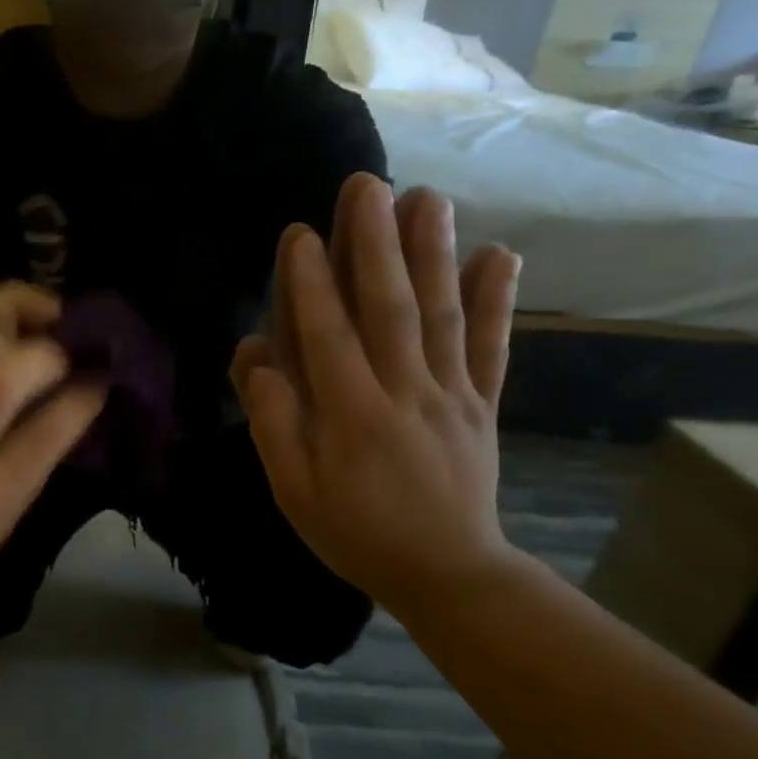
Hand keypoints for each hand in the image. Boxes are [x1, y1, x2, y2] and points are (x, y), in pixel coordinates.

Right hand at [230, 175, 523, 612]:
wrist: (448, 574)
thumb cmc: (355, 532)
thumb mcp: (294, 490)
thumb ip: (274, 422)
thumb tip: (256, 357)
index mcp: (352, 416)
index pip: (328, 337)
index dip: (311, 285)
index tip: (300, 233)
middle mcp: (405, 392)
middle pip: (390, 309)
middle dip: (375, 244)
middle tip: (367, 184)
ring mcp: (451, 394)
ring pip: (441, 316)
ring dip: (434, 253)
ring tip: (427, 197)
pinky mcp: (483, 403)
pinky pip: (491, 348)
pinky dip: (497, 301)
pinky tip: (501, 255)